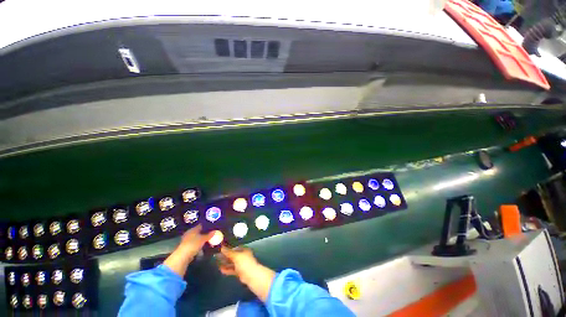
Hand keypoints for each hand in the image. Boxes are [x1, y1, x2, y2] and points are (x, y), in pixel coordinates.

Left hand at [177, 225, 214, 258]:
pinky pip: (196, 243)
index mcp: (193, 229)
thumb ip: (209, 235)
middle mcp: (190, 233)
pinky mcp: (187, 246)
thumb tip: (215, 231)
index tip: (213, 226)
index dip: (208, 225)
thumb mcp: (203, 239)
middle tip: (213, 233)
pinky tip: (204, 245)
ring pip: (197, 237)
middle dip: (206, 232)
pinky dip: (200, 244)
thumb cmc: (193, 244)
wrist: (183, 256)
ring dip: (203, 238)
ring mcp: (188, 240)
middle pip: (199, 231)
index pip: (202, 225)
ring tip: (210, 239)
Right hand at [218, 246, 259, 279]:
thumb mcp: (236, 256)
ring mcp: (241, 264)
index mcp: (244, 250)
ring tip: (217, 262)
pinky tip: (221, 269)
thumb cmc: (244, 263)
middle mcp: (243, 256)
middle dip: (225, 256)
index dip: (228, 248)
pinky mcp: (239, 271)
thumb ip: (228, 252)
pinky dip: (227, 269)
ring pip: (232, 262)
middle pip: (233, 255)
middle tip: (216, 256)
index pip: (235, 248)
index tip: (220, 249)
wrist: (251, 275)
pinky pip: (232, 269)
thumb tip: (222, 247)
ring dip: (225, 262)